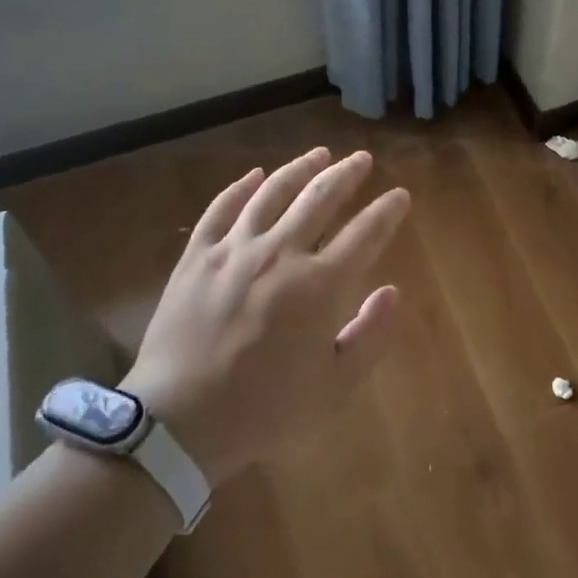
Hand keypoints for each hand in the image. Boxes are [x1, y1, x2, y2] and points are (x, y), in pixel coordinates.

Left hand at [118, 148, 409, 484]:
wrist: (178, 423)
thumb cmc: (264, 410)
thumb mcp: (334, 389)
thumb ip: (370, 336)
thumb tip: (392, 291)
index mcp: (319, 285)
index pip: (365, 233)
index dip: (387, 211)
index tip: (399, 196)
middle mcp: (280, 253)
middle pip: (320, 198)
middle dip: (347, 174)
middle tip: (362, 158)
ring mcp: (234, 250)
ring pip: (273, 193)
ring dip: (300, 168)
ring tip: (319, 154)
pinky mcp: (197, 256)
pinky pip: (221, 209)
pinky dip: (240, 188)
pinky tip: (254, 175)